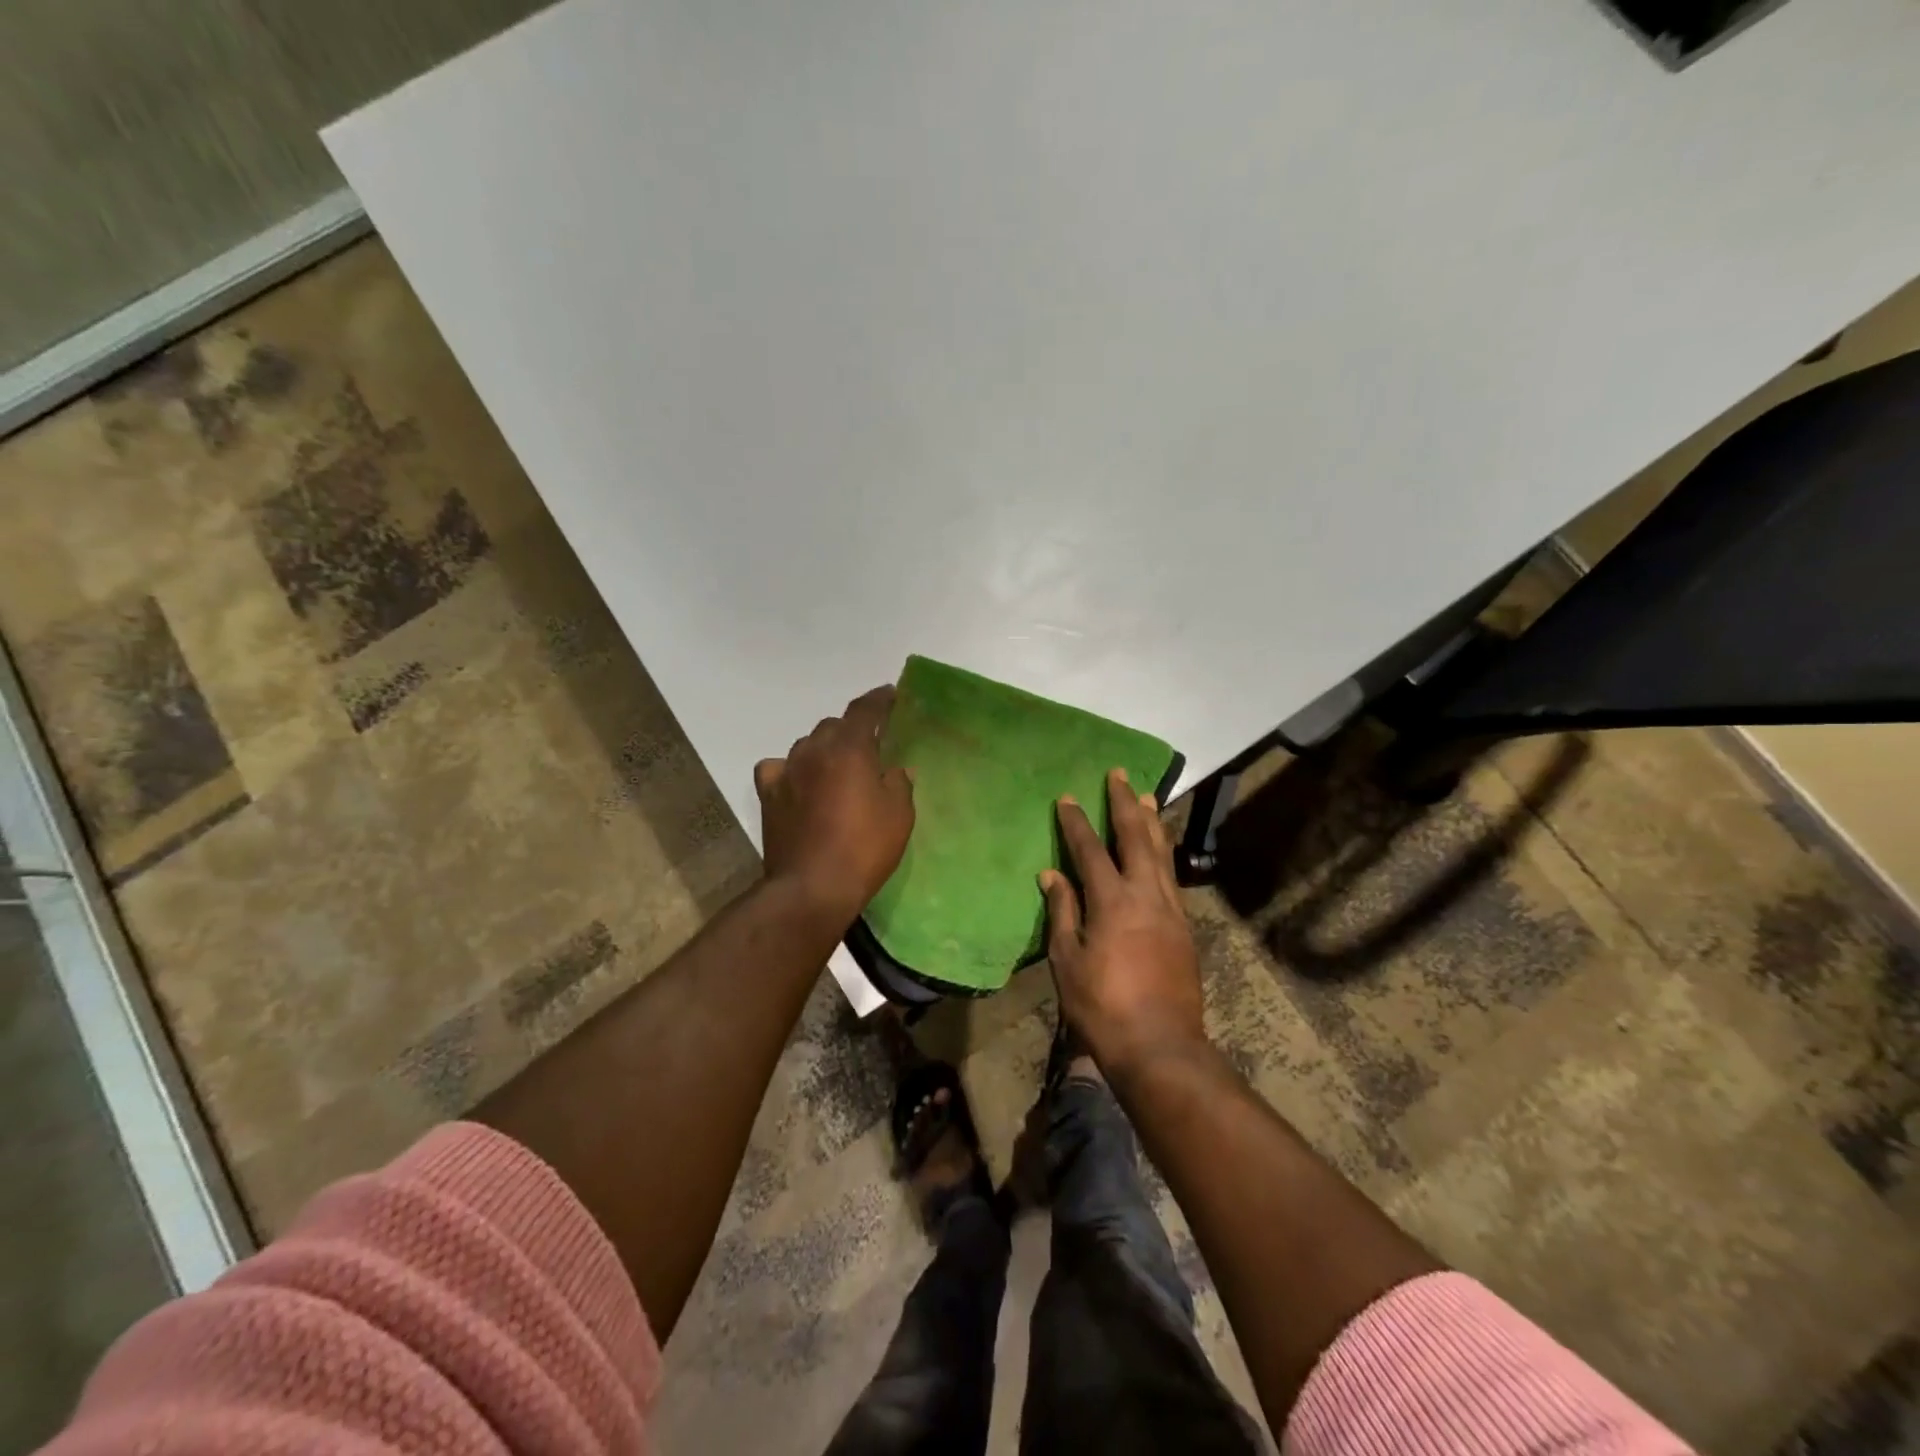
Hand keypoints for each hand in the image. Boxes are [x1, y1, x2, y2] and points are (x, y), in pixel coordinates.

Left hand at [755, 686, 915, 926]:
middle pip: (834, 726)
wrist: (812, 887)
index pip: (864, 710)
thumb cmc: (864, 849)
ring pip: (807, 744)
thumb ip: (899, 784)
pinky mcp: (768, 795)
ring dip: (824, 748)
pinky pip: (778, 768)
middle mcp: (815, 750)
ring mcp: (787, 772)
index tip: (890, 693)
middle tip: (869, 745)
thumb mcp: (899, 815)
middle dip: (852, 729)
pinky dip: (791, 769)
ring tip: (837, 766)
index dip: (879, 699)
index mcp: (850, 749)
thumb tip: (896, 770)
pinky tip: (798, 782)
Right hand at [1041, 768, 1206, 1076]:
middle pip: (1136, 837)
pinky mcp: (1184, 926)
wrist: (1160, 1045)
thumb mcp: (1067, 960)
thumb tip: (1051, 874)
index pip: (1090, 850)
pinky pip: (1171, 875)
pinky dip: (1164, 852)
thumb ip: (1062, 911)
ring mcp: (1170, 909)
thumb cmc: (1102, 1006)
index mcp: (1112, 901)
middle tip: (1119, 774)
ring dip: (1151, 821)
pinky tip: (1161, 848)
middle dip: (1124, 804)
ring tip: (1146, 796)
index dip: (1077, 823)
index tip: (1068, 798)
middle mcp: (1145, 894)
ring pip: (1161, 852)